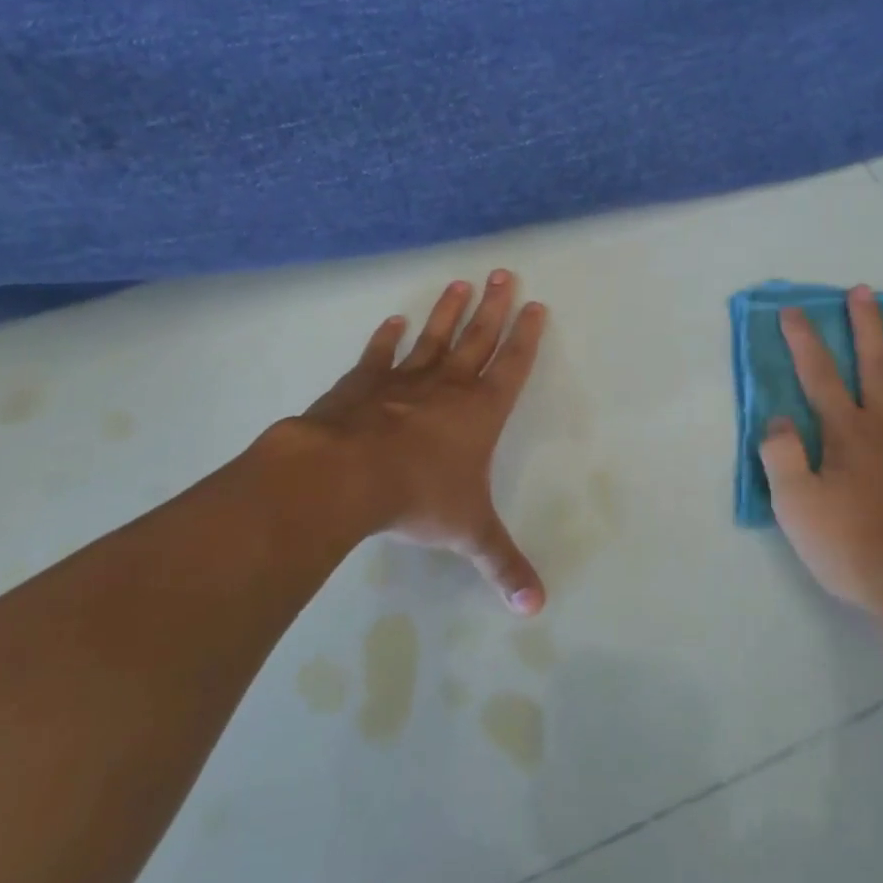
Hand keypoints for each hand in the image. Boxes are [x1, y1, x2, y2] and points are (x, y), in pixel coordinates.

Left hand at [268, 271, 548, 613]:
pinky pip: (379, 357)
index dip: (526, 337)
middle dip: (494, 308)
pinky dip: (385, 340)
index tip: (535, 306)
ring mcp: (403, 381)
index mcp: (480, 412)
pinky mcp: (362, 385)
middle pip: (477, 338)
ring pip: (433, 338)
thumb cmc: (418, 497)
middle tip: (503, 273)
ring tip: (459, 283)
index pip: (513, 366)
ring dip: (448, 311)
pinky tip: (392, 322)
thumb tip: (536, 609)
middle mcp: (447, 387)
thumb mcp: (468, 534)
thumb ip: (502, 565)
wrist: (345, 477)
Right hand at [759, 285, 882, 612]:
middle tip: (864, 290)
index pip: (819, 375)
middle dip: (866, 325)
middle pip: (876, 363)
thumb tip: (777, 418)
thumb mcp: (796, 508)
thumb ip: (781, 457)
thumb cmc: (854, 547)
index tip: (794, 310)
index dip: (804, 340)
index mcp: (846, 433)